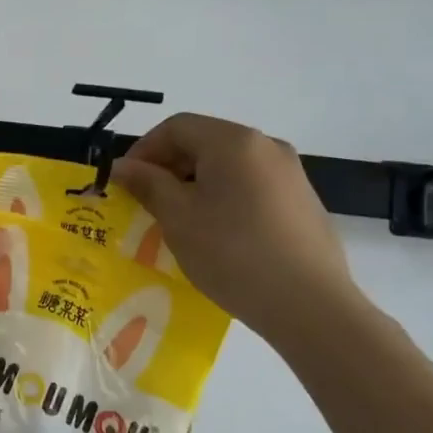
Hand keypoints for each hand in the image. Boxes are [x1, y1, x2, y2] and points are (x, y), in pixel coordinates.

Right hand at [111, 113, 368, 347]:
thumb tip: (121, 167)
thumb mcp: (178, 217)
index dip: (144, 150)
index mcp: (234, 141)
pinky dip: (225, 199)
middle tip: (148, 203)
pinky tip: (220, 235)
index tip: (126, 183)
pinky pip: (252, 187)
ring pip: (228, 166)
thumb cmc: (233, 253)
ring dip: (196, 184)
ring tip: (181, 222)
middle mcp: (266, 146)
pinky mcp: (303, 202)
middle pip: (204, 142)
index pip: (176, 127)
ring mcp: (291, 173)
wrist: (311, 306)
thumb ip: (147, 183)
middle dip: (169, 168)